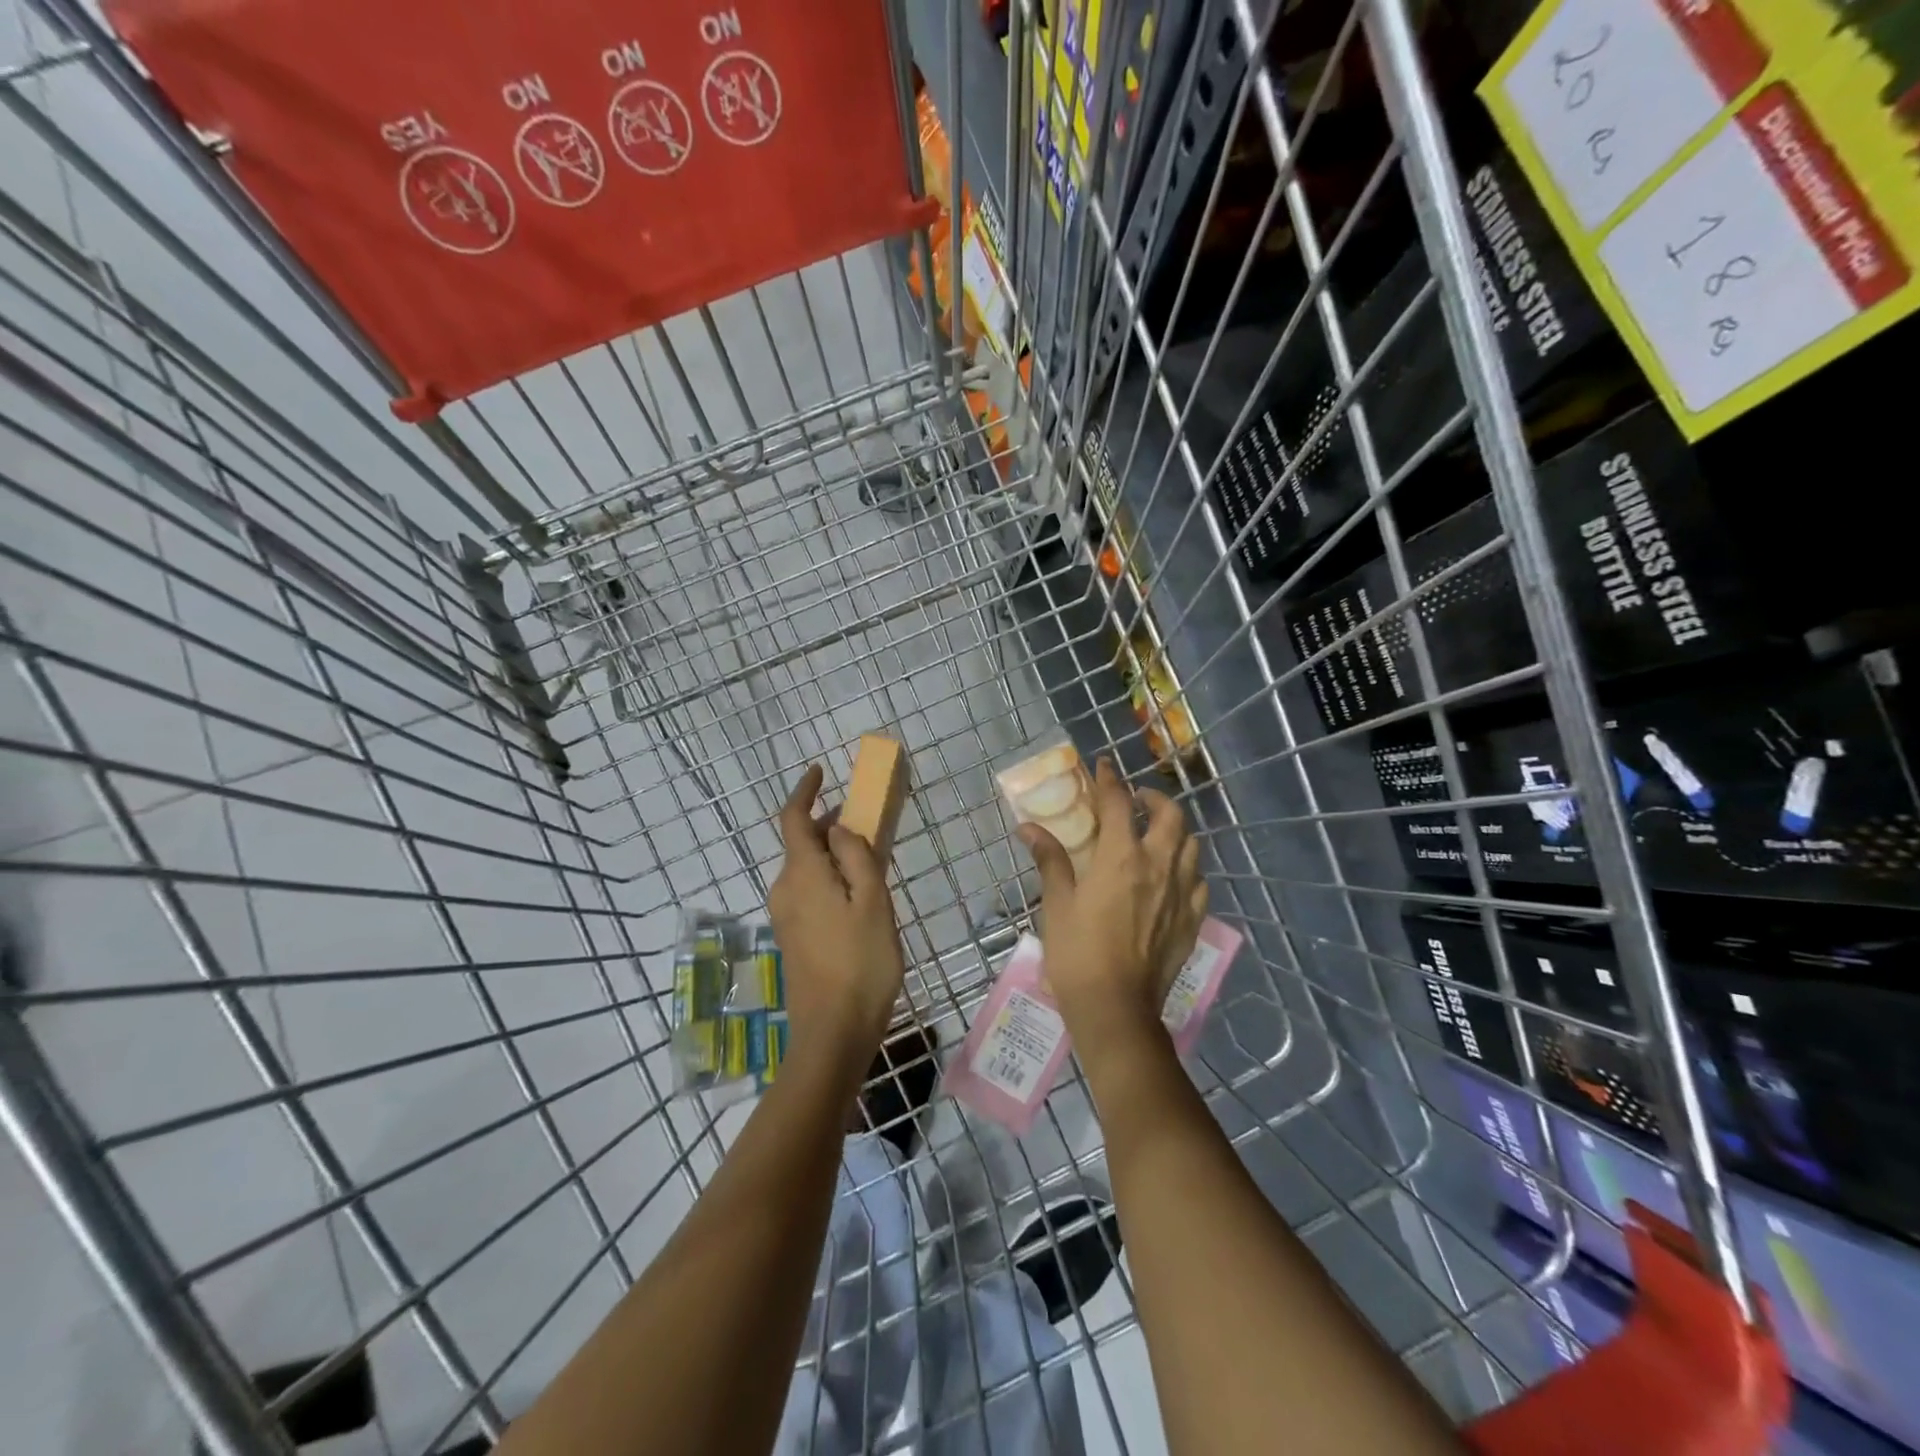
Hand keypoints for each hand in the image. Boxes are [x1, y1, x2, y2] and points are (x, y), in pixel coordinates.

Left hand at [767, 765, 907, 1067]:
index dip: (804, 791)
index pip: (793, 819)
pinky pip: (809, 891)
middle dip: (828, 825)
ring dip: (832, 854)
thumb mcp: (872, 903)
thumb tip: (838, 828)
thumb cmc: (861, 964)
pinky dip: (830, 878)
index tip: (821, 771)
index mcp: (802, 875)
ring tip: (871, 860)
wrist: (832, 1034)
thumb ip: (856, 857)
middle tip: (867, 823)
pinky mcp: (793, 937)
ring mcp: (785, 916)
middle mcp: (785, 889)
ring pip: (807, 869)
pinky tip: (858, 896)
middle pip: (801, 843)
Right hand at [1018, 757, 1205, 1040]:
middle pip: (1170, 816)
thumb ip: (1050, 860)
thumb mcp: (1056, 904)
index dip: (1109, 780)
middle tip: (1136, 800)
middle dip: (1155, 798)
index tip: (1103, 766)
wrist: (1115, 1008)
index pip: (1118, 804)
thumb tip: (1030, 827)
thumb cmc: (1077, 953)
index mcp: (1121, 857)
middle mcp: (1158, 866)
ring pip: (1191, 845)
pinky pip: (1198, 882)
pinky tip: (1173, 877)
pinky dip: (1187, 869)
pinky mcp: (1192, 920)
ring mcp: (1181, 894)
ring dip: (1175, 830)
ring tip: (1156, 834)